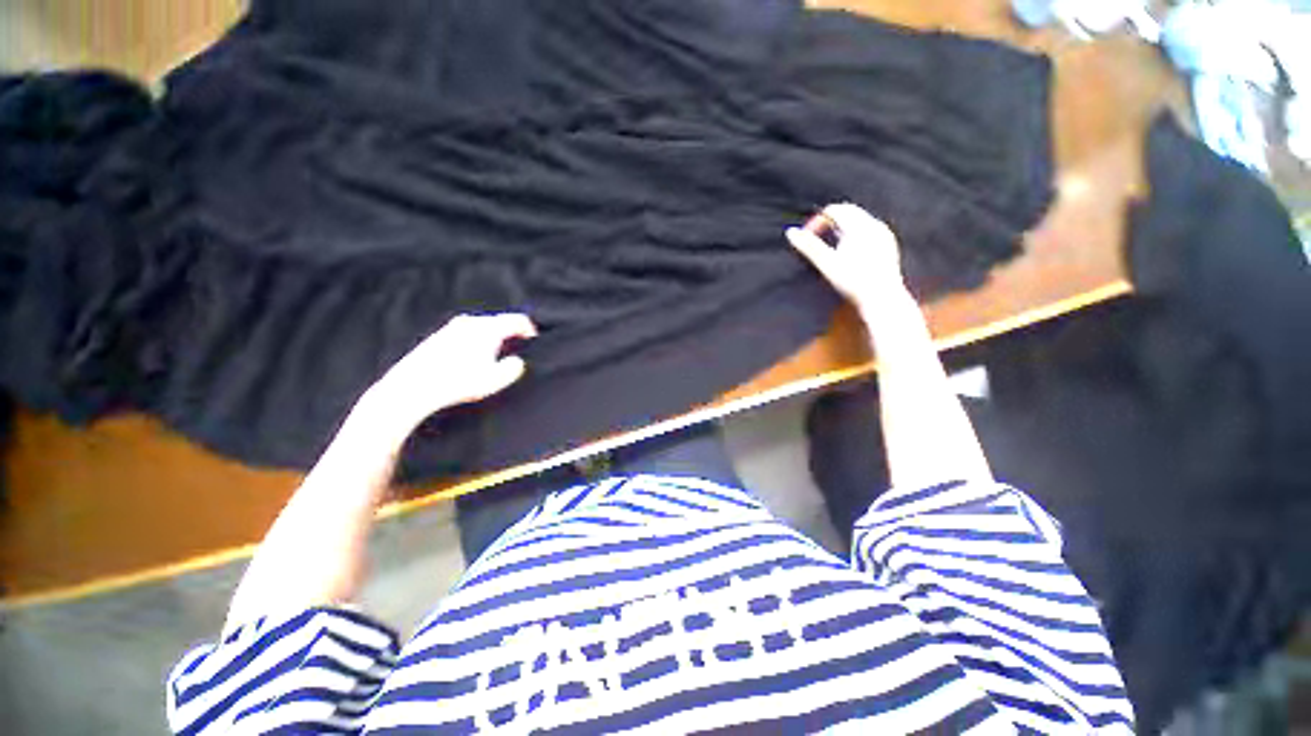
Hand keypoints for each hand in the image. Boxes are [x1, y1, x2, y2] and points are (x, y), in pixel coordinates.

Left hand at [365, 313, 536, 430]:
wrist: (412, 387)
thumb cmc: (458, 383)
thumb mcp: (494, 380)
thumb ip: (513, 368)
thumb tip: (516, 361)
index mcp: (488, 328)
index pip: (518, 320)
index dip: (530, 330)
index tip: (535, 341)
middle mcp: (471, 322)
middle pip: (500, 322)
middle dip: (512, 334)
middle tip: (518, 349)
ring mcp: (452, 328)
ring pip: (482, 328)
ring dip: (493, 338)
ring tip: (495, 357)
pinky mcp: (438, 337)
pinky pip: (467, 334)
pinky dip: (476, 342)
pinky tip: (472, 361)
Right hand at [786, 203, 907, 309]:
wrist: (881, 298)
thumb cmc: (852, 281)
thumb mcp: (826, 263)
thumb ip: (808, 246)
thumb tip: (790, 232)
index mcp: (859, 226)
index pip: (834, 210)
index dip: (817, 221)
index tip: (807, 238)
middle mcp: (874, 225)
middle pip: (847, 212)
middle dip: (829, 223)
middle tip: (816, 240)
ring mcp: (883, 234)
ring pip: (858, 221)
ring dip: (841, 229)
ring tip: (831, 248)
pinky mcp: (888, 245)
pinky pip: (868, 231)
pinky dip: (854, 236)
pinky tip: (848, 254)